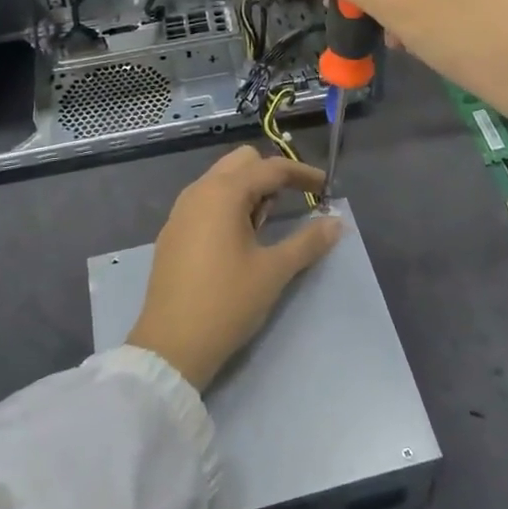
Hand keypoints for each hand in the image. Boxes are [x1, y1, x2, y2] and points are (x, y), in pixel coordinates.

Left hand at [126, 147, 341, 391]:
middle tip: (291, 204)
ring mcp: (181, 210)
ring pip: (221, 180)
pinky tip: (238, 239)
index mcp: (223, 193)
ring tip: (266, 225)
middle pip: (242, 162)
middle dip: (271, 175)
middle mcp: (199, 191)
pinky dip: (228, 205)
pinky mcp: (173, 231)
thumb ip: (308, 241)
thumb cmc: (227, 302)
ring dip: (249, 190)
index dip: (302, 173)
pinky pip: (206, 200)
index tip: (326, 187)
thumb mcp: (274, 271)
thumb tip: (337, 223)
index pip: (270, 167)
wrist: (171, 345)